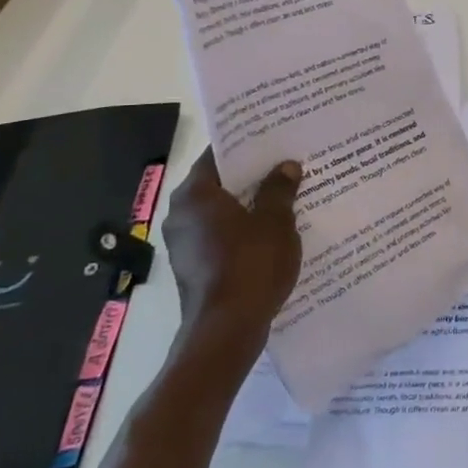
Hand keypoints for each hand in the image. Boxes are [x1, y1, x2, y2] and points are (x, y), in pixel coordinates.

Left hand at [161, 148, 303, 371]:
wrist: (227, 329)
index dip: (246, 145)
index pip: (217, 156)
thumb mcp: (275, 221)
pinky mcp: (195, 267)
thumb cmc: (250, 264)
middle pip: (219, 184)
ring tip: (287, 195)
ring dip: (250, 204)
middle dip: (252, 176)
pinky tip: (274, 230)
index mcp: (195, 195)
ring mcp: (185, 244)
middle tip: (286, 163)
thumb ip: (279, 190)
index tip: (272, 138)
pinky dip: (244, 229)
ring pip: (222, 212)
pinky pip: (222, 236)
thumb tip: (286, 166)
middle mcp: (181, 215)